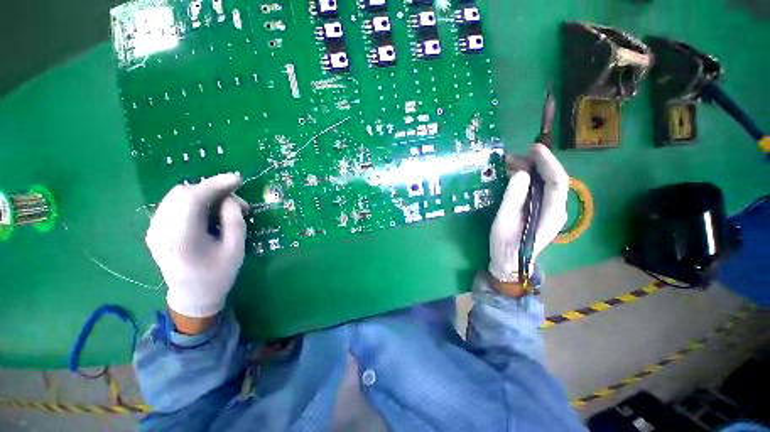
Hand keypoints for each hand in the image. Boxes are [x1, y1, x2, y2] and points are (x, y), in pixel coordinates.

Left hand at [146, 174, 247, 318]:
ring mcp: (155, 229)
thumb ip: (233, 220)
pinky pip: (175, 204)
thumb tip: (229, 199)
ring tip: (226, 208)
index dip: (216, 184)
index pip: (193, 198)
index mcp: (180, 238)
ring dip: (205, 195)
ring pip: (178, 196)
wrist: (193, 295)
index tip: (238, 179)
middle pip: (184, 193)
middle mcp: (160, 230)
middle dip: (213, 190)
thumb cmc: (218, 275)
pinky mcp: (157, 229)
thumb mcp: (235, 249)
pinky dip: (195, 202)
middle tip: (237, 202)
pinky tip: (210, 212)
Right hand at [489, 144, 568, 282]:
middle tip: (513, 156)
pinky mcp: (543, 211)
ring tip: (510, 163)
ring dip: (531, 170)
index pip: (557, 181)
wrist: (510, 263)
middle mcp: (557, 210)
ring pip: (546, 183)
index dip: (547, 162)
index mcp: (551, 214)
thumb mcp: (504, 221)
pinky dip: (529, 179)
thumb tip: (521, 174)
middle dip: (536, 164)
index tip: (533, 148)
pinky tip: (515, 175)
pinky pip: (539, 190)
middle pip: (553, 180)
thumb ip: (513, 198)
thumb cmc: (505, 245)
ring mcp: (551, 211)